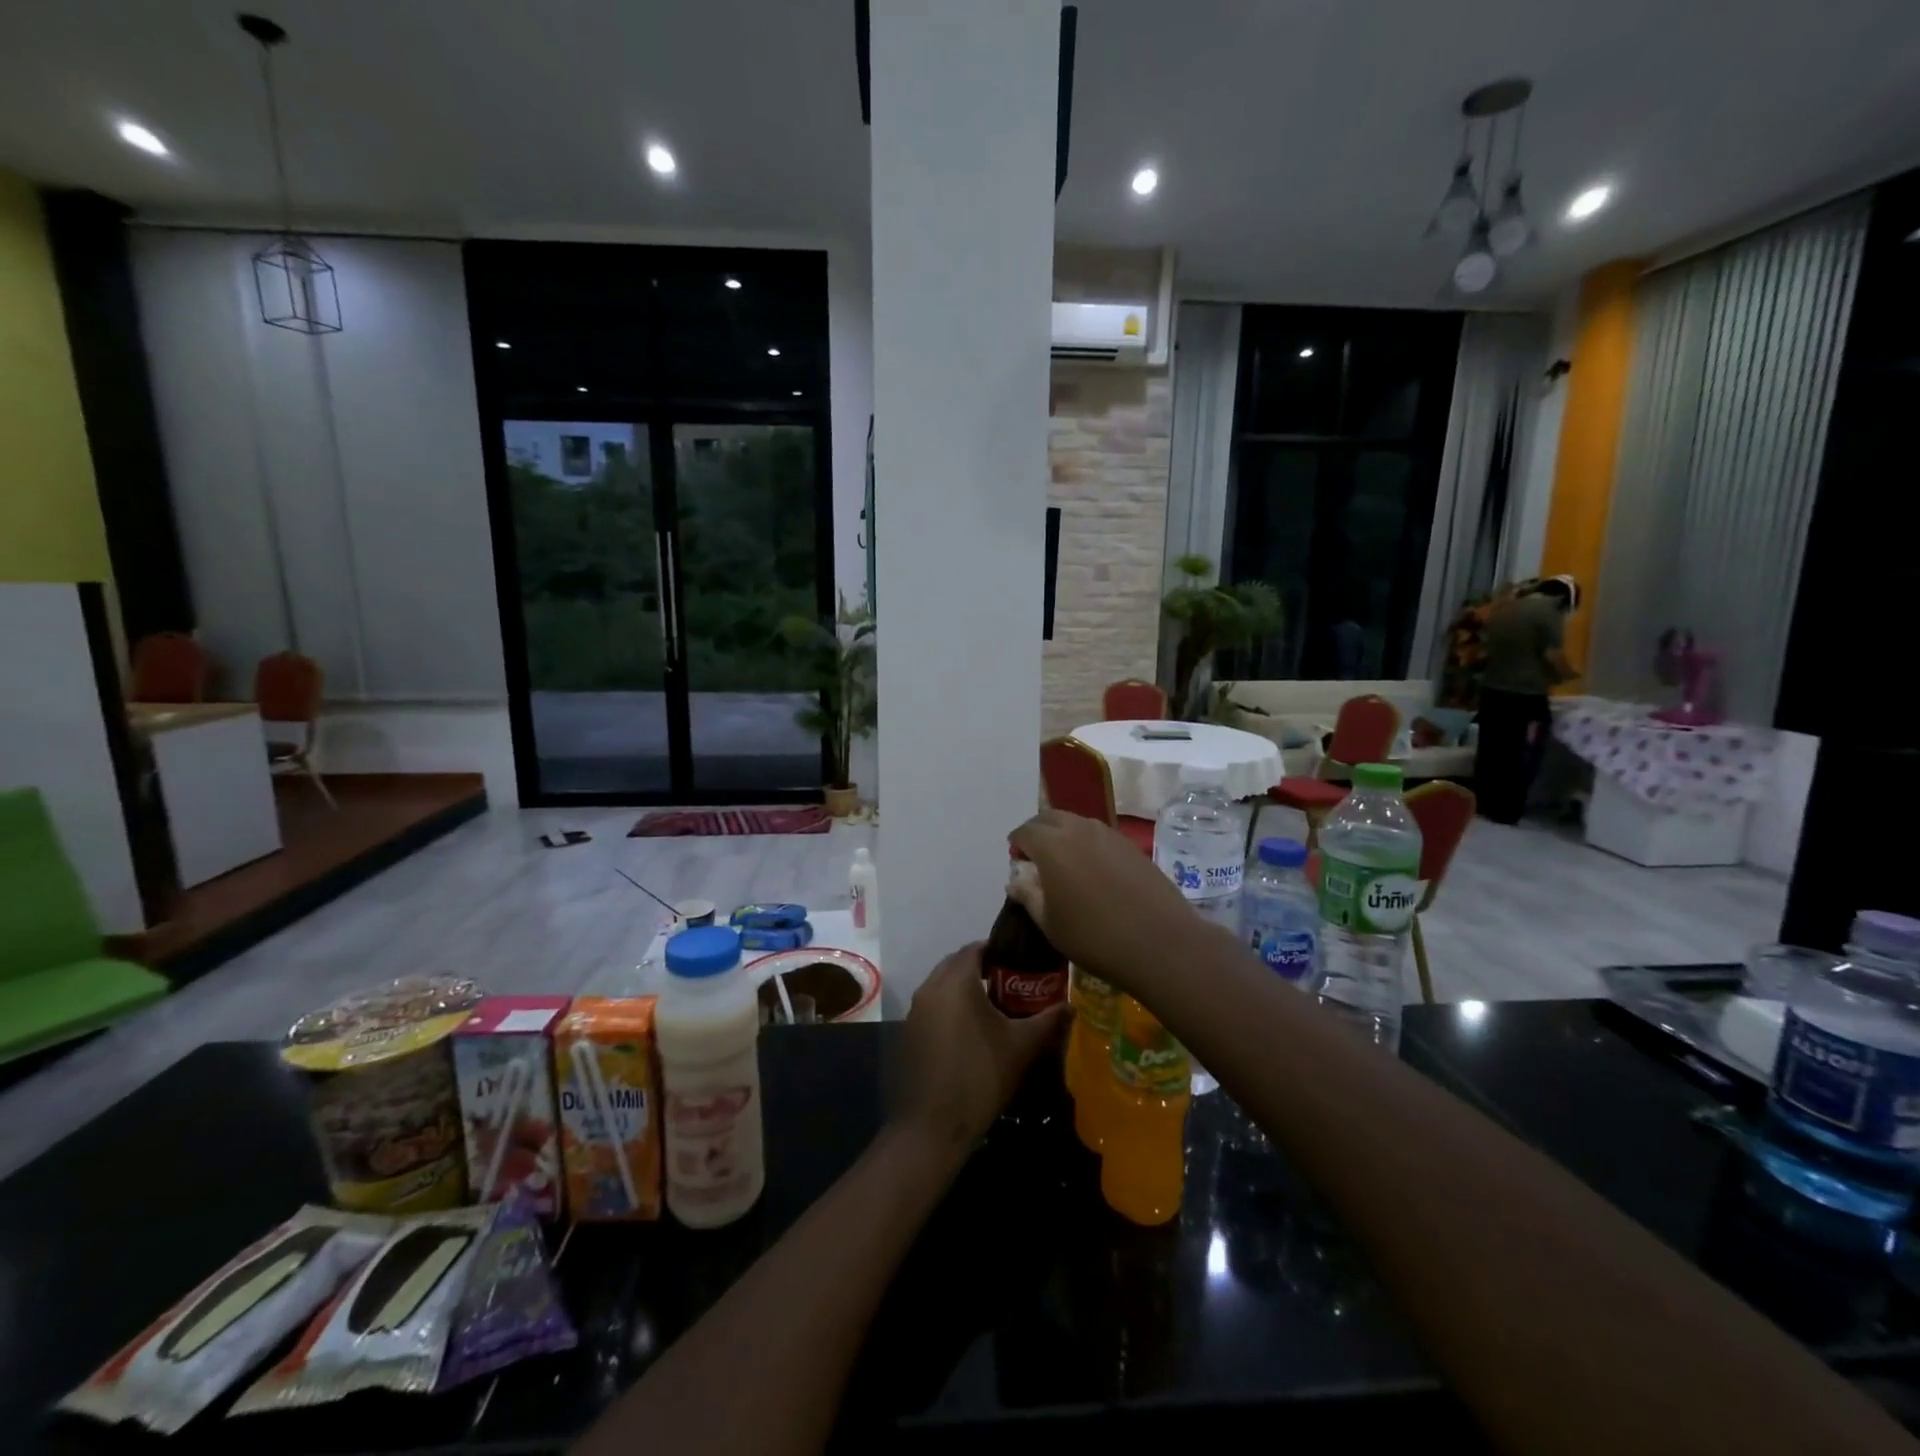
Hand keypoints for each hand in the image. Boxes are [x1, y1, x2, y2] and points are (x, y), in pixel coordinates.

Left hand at [894, 943, 1070, 1152]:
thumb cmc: (981, 1078)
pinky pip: (932, 1006)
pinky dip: (949, 1008)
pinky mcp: (908, 1033)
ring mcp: (914, 1011)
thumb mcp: (1021, 1047)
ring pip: (941, 985)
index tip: (1020, 961)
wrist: (932, 1128)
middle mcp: (930, 988)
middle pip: (956, 964)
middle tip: (1011, 983)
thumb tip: (1071, 1006)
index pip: (975, 948)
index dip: (998, 950)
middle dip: (981, 968)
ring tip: (994, 1006)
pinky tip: (969, 1031)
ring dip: (964, 988)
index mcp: (955, 982)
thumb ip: (1047, 1021)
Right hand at [1007, 809, 1204, 991]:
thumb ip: (1029, 896)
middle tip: (1037, 858)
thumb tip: (1015, 881)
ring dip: (1064, 835)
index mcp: (1052, 845)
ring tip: (1065, 865)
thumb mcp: (1050, 923)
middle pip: (1050, 818)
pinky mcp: (1131, 846)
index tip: (1018, 862)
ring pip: (1077, 823)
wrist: (1160, 943)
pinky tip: (1094, 872)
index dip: (1017, 845)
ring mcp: (1109, 835)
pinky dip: (1088, 844)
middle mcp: (1079, 829)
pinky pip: (1100, 835)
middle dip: (1038, 832)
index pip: (1025, 831)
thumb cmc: (1094, 936)